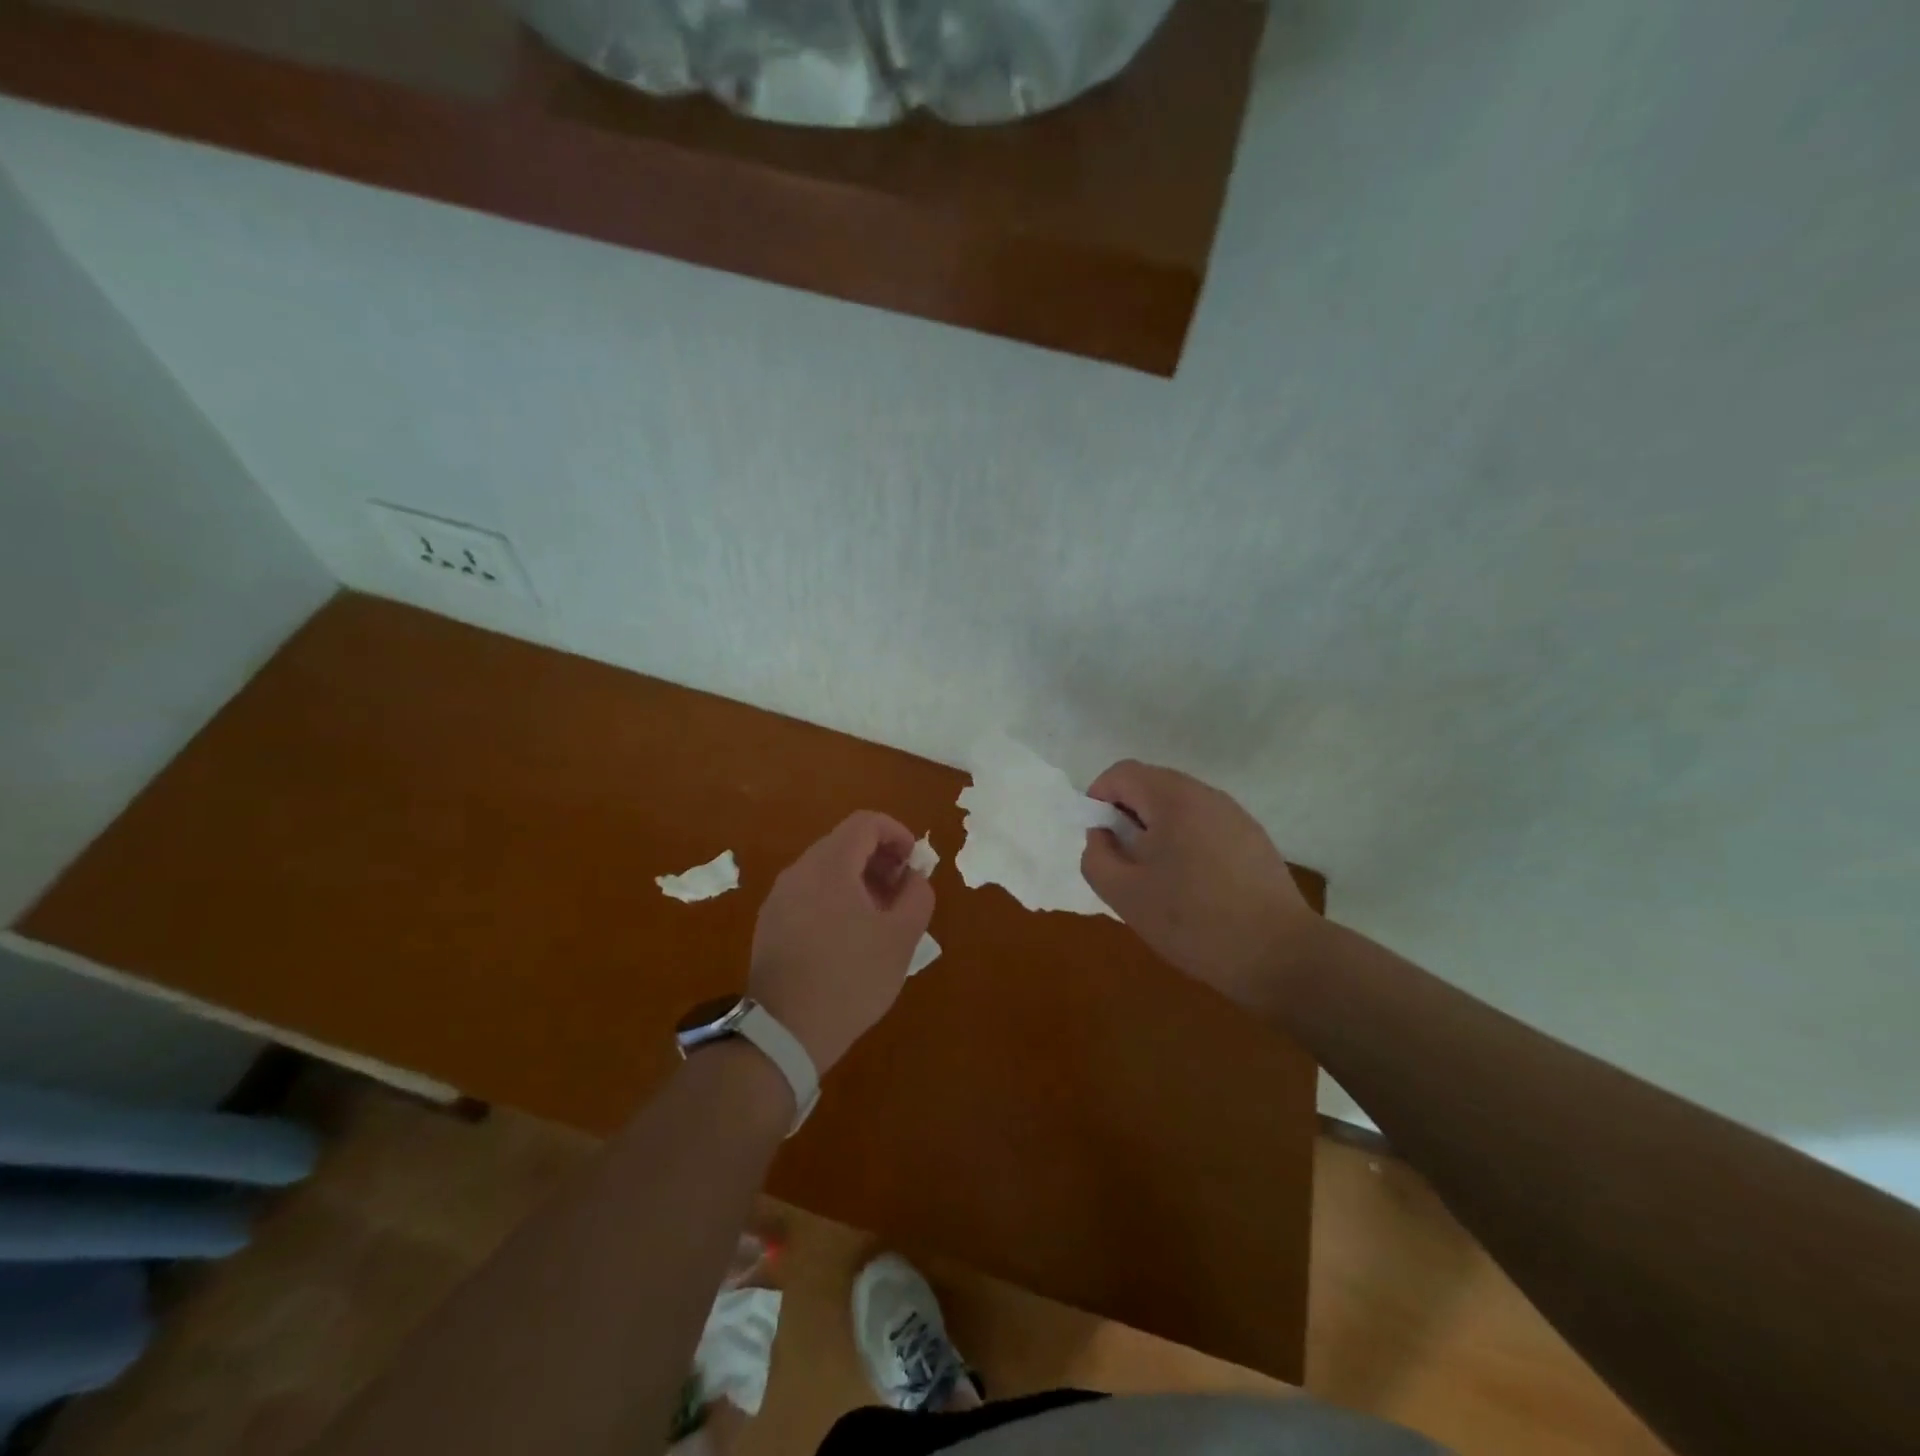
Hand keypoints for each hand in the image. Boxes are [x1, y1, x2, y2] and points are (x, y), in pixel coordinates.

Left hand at [749, 811, 933, 1074]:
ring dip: (859, 880)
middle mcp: (798, 871)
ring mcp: (779, 898)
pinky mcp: (770, 924)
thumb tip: (913, 878)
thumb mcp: (901, 938)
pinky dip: (836, 898)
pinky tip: (849, 937)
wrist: (784, 1032)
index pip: (866, 823)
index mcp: (829, 866)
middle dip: (880, 858)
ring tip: (881, 917)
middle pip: (844, 843)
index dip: (897, 834)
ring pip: (826, 869)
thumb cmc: (851, 979)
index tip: (915, 864)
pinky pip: (809, 893)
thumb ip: (917, 895)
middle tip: (903, 892)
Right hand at [1081, 761, 1319, 1011]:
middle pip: (1152, 787)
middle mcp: (1207, 795)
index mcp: (1173, 798)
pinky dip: (1186, 843)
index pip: (1122, 773)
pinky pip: (1205, 826)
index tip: (1099, 840)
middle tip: (1124, 862)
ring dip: (1157, 832)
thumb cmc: (1193, 921)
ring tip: (1157, 879)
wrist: (1279, 955)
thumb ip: (1097, 856)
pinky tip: (1193, 888)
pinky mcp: (1254, 840)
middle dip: (1128, 817)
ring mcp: (1236, 816)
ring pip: (1179, 808)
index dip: (1098, 799)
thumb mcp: (1125, 894)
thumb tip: (1103, 835)